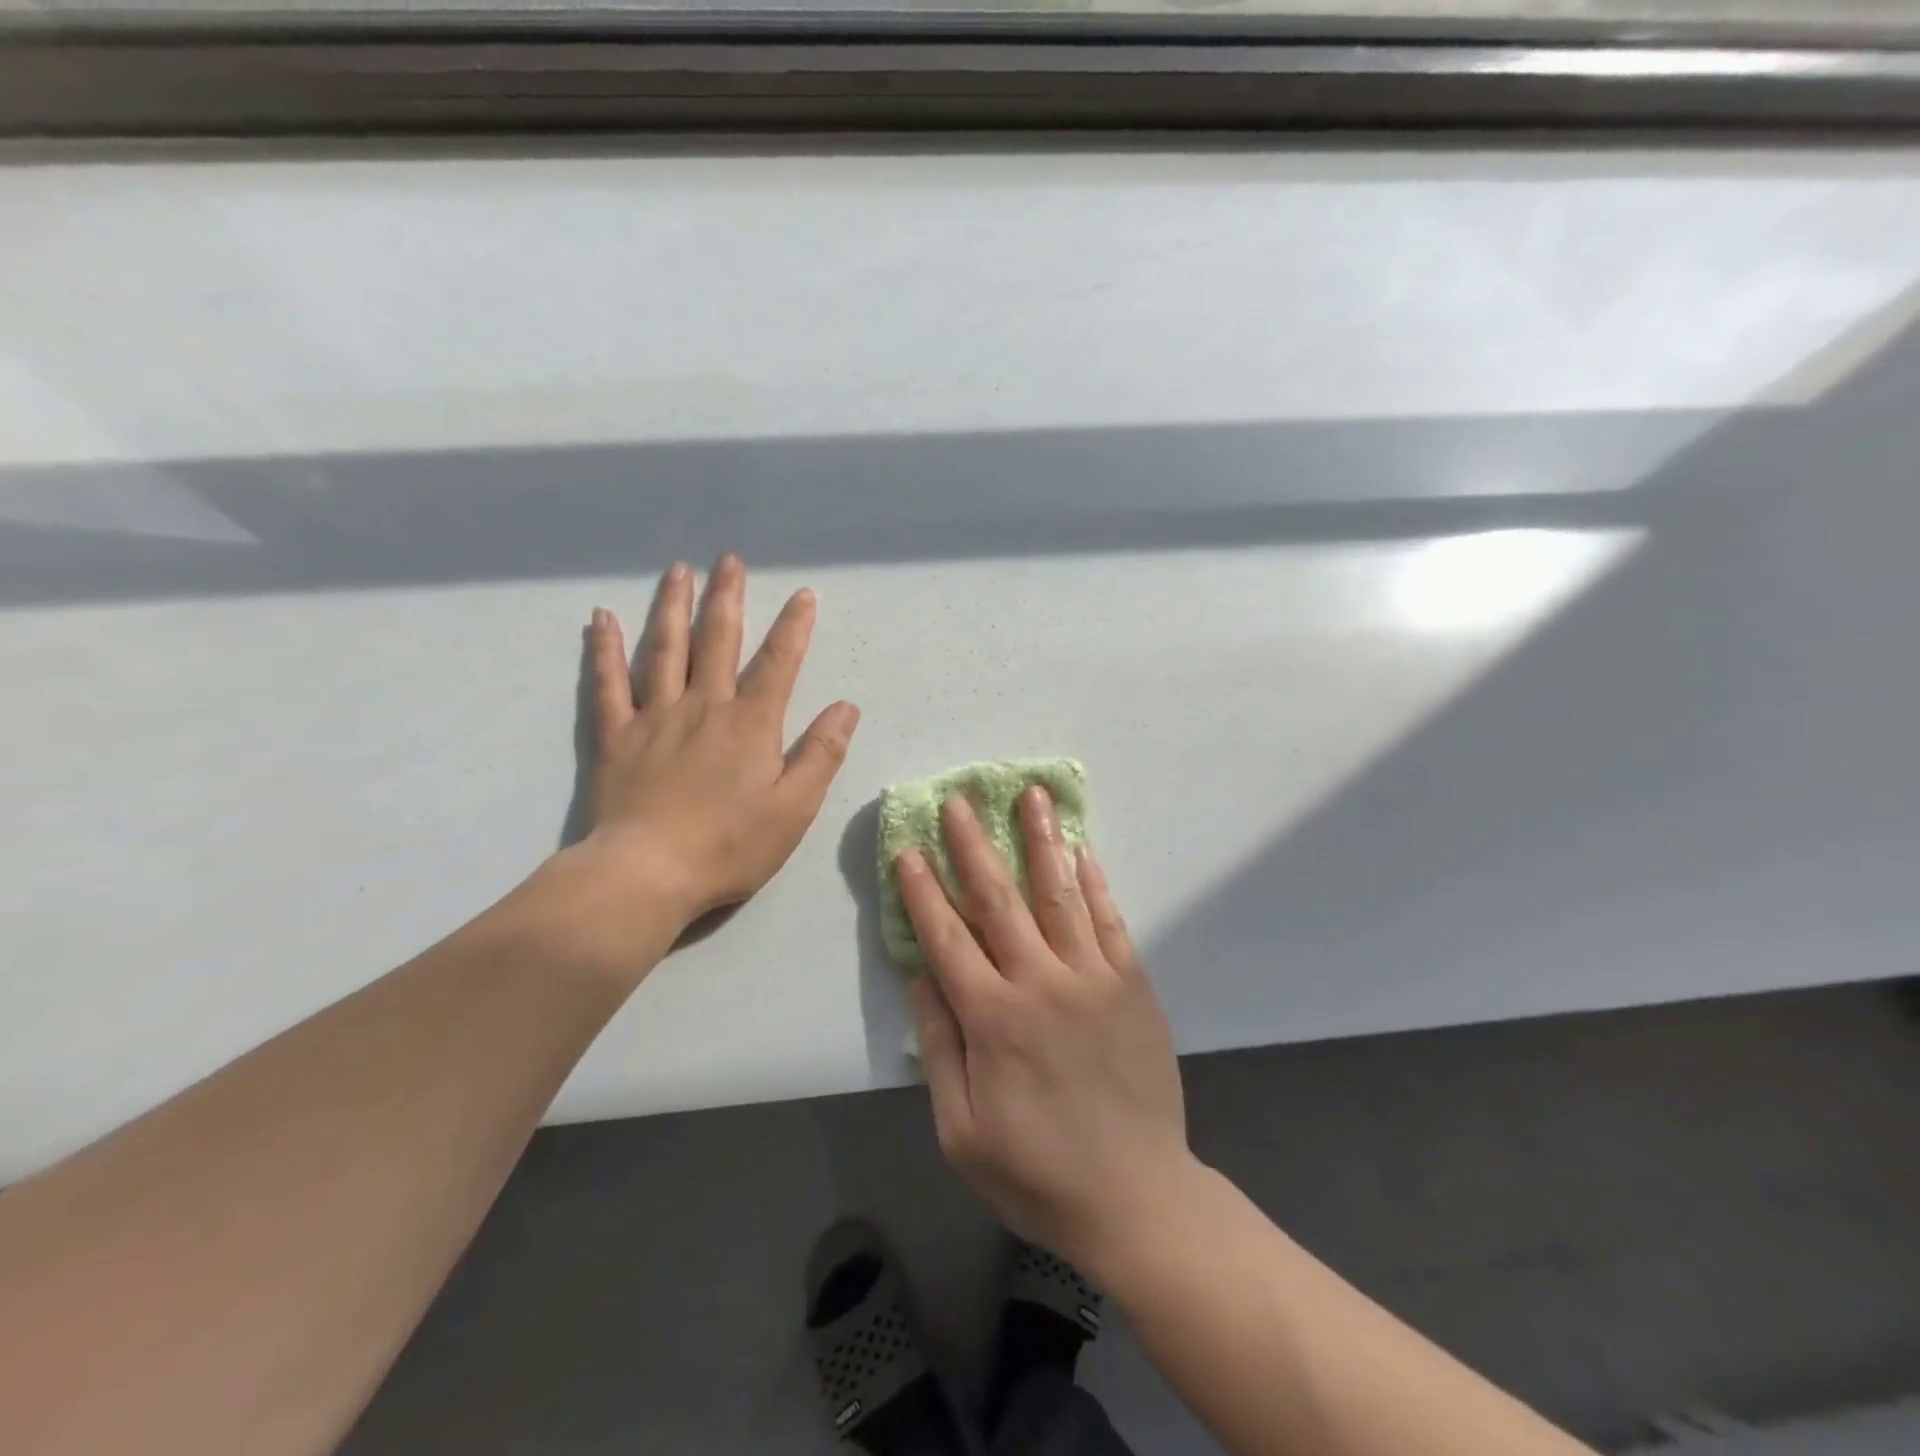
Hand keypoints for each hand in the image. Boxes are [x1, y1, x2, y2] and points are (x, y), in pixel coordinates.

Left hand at [578, 554, 859, 927]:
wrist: (647, 874)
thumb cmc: (730, 845)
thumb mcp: (795, 808)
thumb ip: (821, 754)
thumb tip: (846, 707)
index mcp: (751, 723)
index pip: (779, 663)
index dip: (794, 627)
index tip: (803, 594)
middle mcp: (704, 706)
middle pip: (718, 640)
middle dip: (727, 598)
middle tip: (729, 559)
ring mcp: (655, 717)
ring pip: (664, 649)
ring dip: (673, 607)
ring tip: (679, 571)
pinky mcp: (617, 737)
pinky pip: (608, 683)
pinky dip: (604, 649)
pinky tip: (602, 618)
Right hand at [900, 789, 1195, 1277]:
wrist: (1138, 1196)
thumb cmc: (1037, 1171)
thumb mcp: (961, 1129)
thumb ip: (937, 1047)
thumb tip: (920, 976)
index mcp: (992, 1019)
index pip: (947, 938)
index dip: (923, 891)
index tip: (908, 850)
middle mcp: (1041, 983)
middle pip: (998, 900)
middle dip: (973, 846)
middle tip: (959, 799)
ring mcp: (1093, 978)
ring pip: (1058, 895)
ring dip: (1040, 841)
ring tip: (1030, 796)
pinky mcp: (1132, 983)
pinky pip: (1109, 921)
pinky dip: (1094, 882)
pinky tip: (1081, 848)